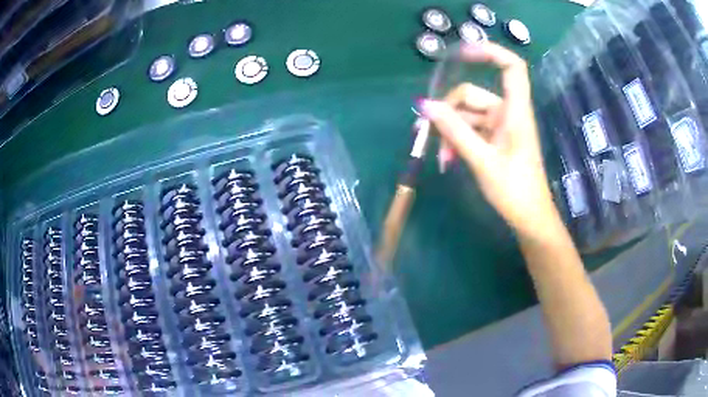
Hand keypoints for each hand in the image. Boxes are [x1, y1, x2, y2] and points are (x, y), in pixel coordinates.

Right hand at [420, 42, 558, 233]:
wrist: (529, 218)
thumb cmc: (515, 191)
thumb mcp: (482, 161)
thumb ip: (454, 131)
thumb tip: (424, 106)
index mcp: (515, 112)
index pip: (511, 67)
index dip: (489, 52)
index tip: (460, 54)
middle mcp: (507, 112)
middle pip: (471, 94)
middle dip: (447, 112)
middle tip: (425, 134)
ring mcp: (499, 126)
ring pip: (466, 115)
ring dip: (448, 132)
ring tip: (440, 157)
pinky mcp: (494, 138)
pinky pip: (469, 129)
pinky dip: (456, 141)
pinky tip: (448, 160)